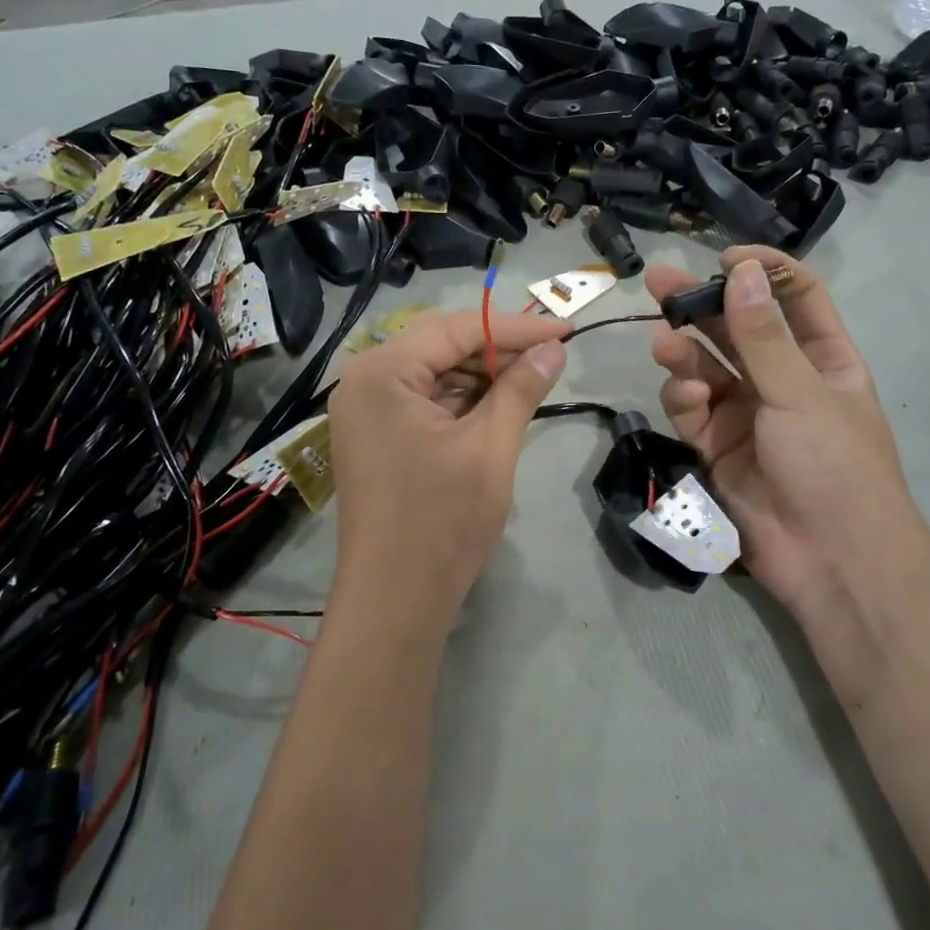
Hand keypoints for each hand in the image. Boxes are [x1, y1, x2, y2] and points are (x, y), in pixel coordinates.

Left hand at [328, 308, 569, 621]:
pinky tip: (498, 406)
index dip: (516, 327)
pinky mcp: (374, 436)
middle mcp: (363, 380)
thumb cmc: (442, 521)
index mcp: (381, 372)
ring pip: (433, 374)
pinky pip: (422, 402)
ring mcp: (364, 410)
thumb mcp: (490, 447)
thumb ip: (521, 389)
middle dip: (498, 351)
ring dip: (481, 376)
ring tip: (533, 381)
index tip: (567, 329)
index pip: (456, 328)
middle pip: (440, 346)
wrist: (394, 602)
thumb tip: (555, 349)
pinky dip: (461, 402)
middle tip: (553, 357)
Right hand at [644, 248, 927, 624]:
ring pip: (706, 369)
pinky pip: (693, 411)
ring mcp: (747, 415)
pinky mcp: (717, 448)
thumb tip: (743, 270)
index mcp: (822, 360)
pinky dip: (684, 400)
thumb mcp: (801, 393)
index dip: (763, 272)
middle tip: (657, 282)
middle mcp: (782, 381)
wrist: (830, 561)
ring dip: (685, 354)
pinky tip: (686, 399)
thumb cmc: (834, 466)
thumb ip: (763, 335)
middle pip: (736, 330)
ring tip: (664, 345)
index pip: (794, 298)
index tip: (724, 258)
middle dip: (701, 306)